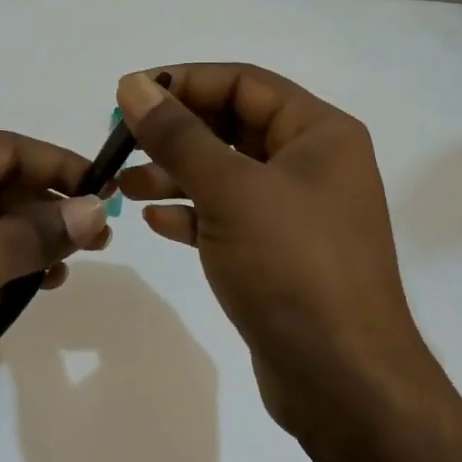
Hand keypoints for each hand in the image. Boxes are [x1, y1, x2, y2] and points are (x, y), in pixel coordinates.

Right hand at [113, 65, 438, 436]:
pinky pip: (228, 217)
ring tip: (122, 185)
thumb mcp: (231, 192)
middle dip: (175, 132)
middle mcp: (313, 165)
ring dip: (174, 174)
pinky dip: (192, 214)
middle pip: (233, 127)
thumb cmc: (292, 267)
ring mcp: (297, 212)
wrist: (342, 380)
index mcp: (320, 134)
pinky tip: (155, 221)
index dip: (184, 82)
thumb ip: (179, 136)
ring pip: (226, 175)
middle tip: (119, 141)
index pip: (244, 83)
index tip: (129, 93)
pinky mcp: (279, 254)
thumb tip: (135, 86)